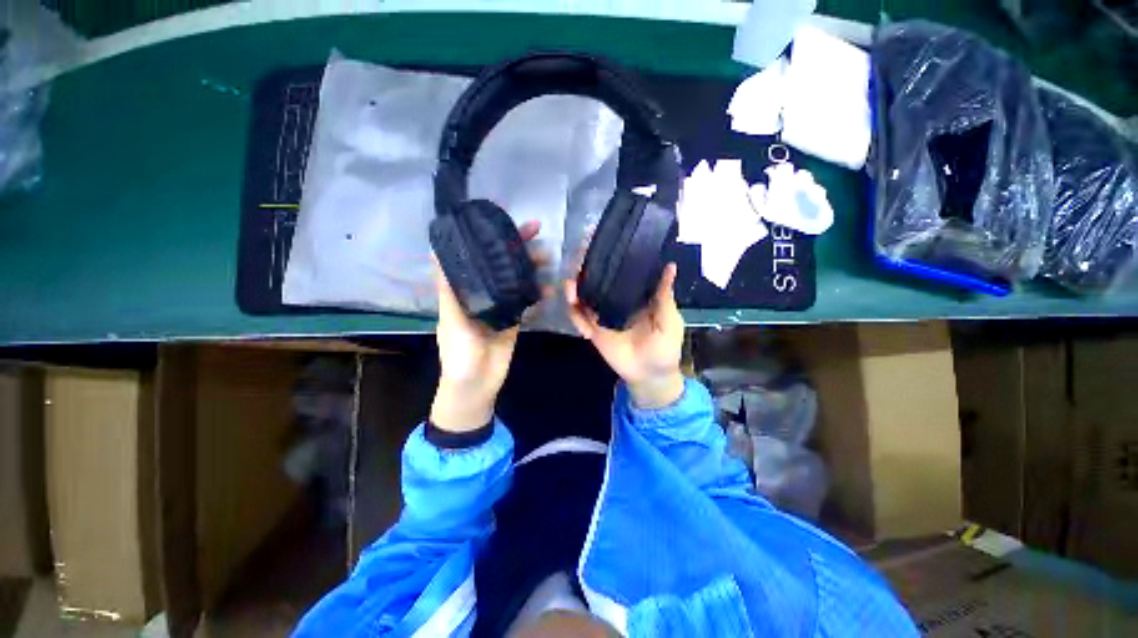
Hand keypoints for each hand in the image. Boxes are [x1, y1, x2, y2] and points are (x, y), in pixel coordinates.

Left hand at [431, 220, 549, 431]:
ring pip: (517, 279)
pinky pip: (527, 300)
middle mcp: (482, 292)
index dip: (487, 237)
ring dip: (532, 267)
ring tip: (548, 256)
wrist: (477, 385)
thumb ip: (450, 292)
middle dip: (517, 246)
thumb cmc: (459, 355)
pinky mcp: (515, 318)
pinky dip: (538, 293)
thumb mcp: (452, 322)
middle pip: (501, 264)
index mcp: (464, 290)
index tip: (503, 219)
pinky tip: (550, 288)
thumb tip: (438, 253)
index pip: (476, 256)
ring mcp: (501, 305)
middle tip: (537, 229)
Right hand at [565, 264, 685, 408]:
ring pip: (584, 297)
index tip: (600, 243)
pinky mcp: (594, 330)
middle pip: (598, 281)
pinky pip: (580, 319)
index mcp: (636, 295)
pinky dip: (575, 316)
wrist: (650, 375)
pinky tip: (578, 317)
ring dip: (574, 290)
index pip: (621, 271)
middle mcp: (617, 300)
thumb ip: (664, 296)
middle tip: (576, 260)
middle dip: (585, 271)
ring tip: (569, 287)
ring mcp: (603, 315)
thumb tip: (671, 265)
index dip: (611, 258)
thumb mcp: (669, 320)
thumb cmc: (666, 347)